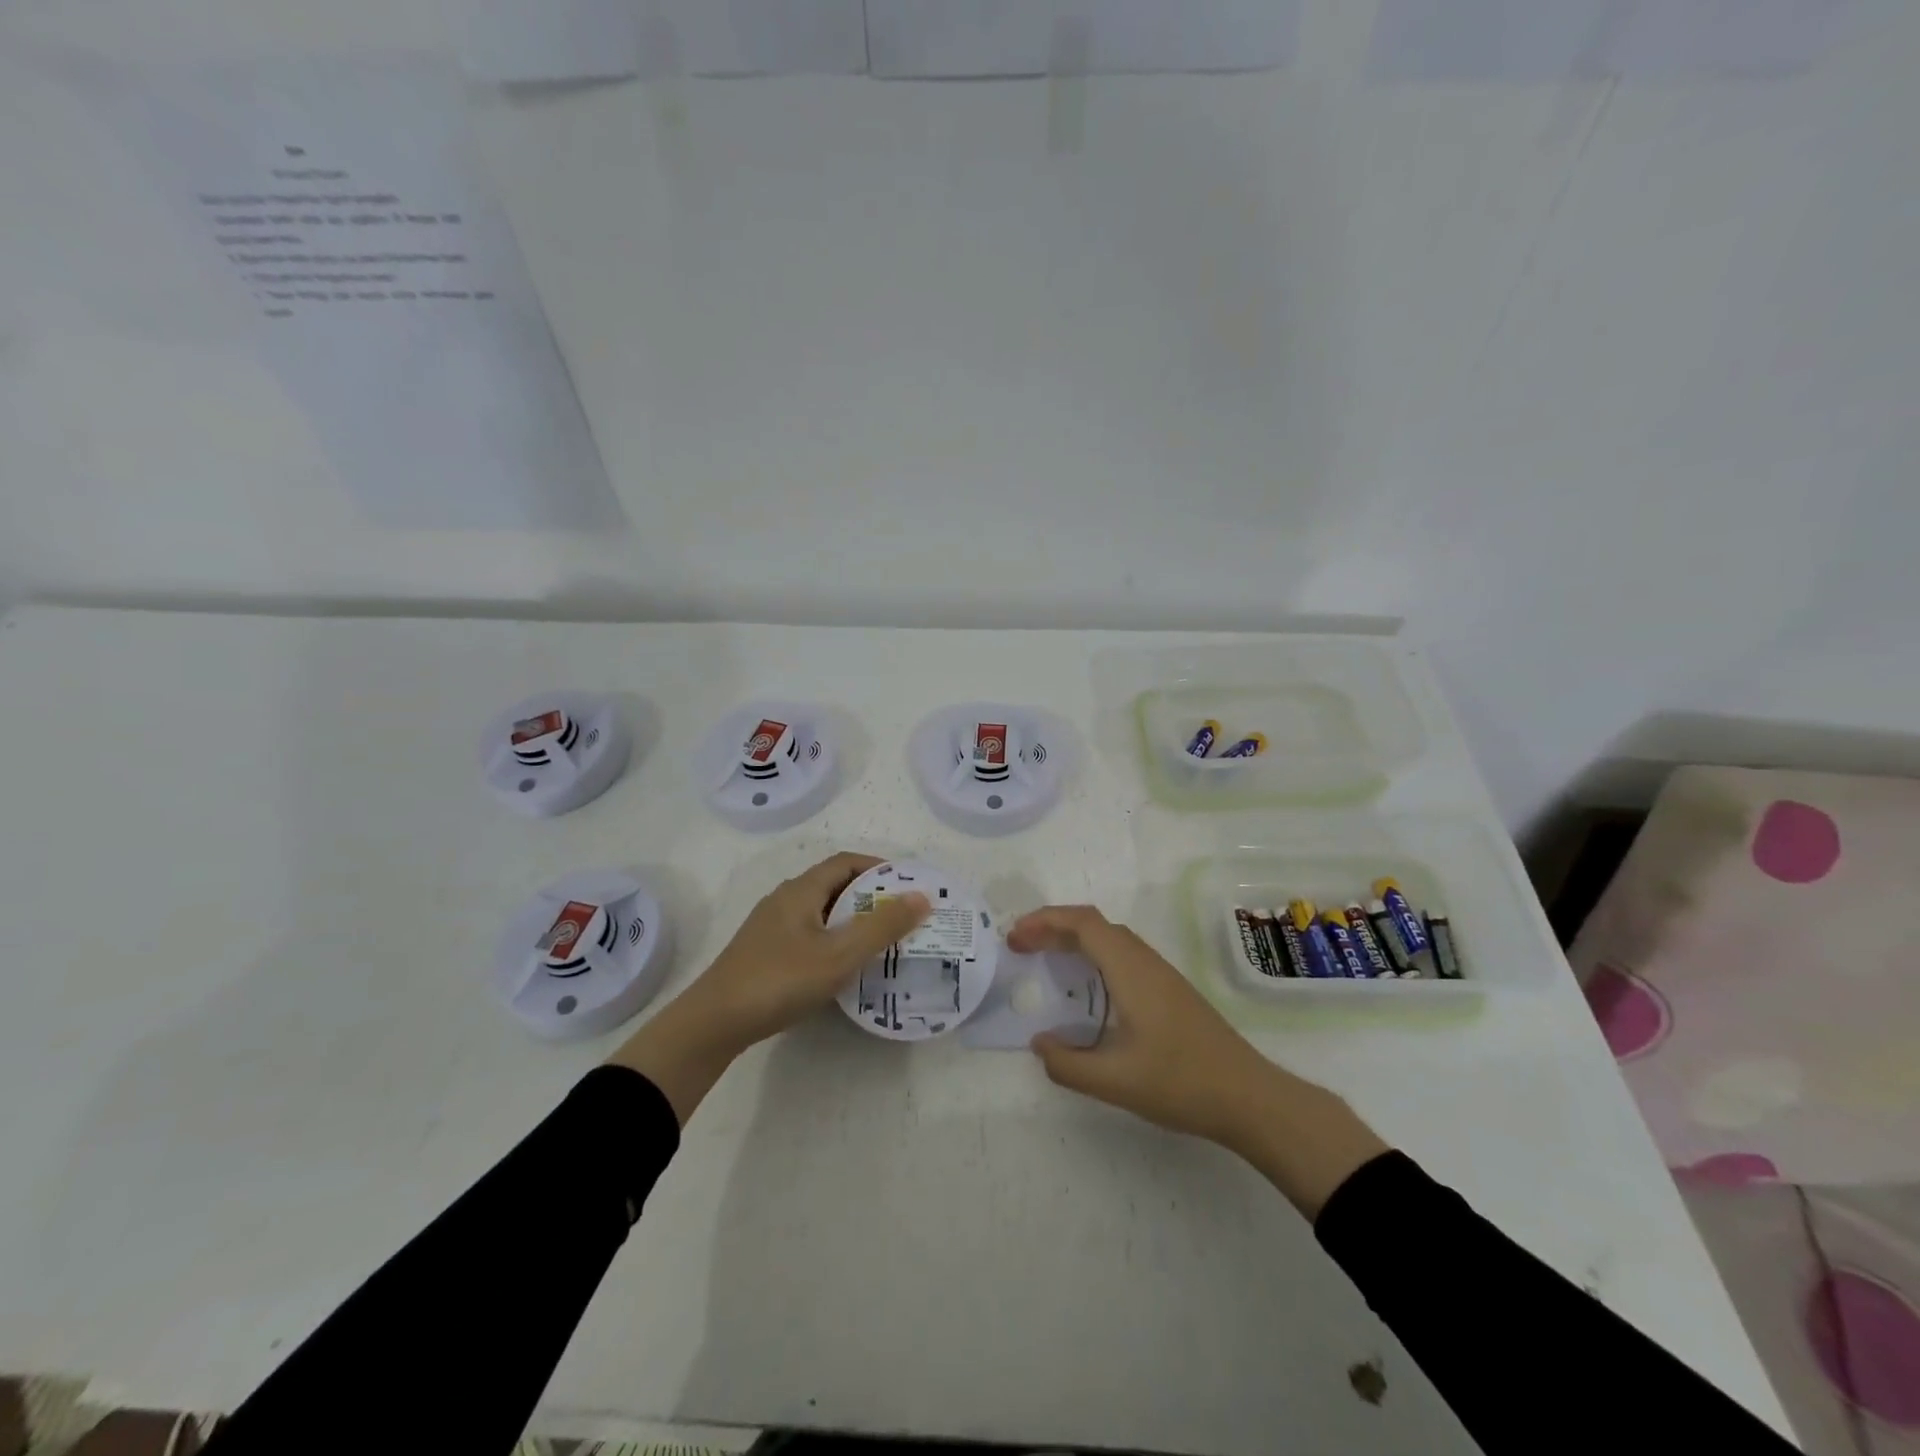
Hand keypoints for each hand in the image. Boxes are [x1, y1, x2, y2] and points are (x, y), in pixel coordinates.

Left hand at [609, 853, 928, 1123]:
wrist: (713, 1023)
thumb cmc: (780, 980)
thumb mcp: (839, 955)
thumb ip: (882, 927)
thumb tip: (921, 897)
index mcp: (801, 890)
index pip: (845, 862)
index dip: (878, 867)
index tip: (907, 885)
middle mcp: (784, 900)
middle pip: (833, 885)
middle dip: (869, 896)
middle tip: (901, 916)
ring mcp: (770, 927)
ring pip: (820, 912)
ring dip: (851, 920)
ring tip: (880, 941)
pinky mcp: (763, 953)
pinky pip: (808, 934)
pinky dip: (833, 940)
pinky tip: (843, 966)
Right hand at [1009, 905, 1387, 1216]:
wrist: (1249, 1097)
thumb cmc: (1181, 1083)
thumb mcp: (1115, 1081)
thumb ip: (1068, 1065)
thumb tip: (1040, 1044)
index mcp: (1130, 969)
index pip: (1082, 922)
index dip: (1043, 921)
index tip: (1014, 938)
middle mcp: (1145, 960)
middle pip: (1093, 924)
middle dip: (1052, 927)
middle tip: (1019, 947)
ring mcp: (1161, 973)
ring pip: (1110, 937)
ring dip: (1073, 939)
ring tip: (1044, 959)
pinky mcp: (1169, 989)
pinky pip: (1122, 954)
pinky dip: (1092, 954)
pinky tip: (1087, 986)